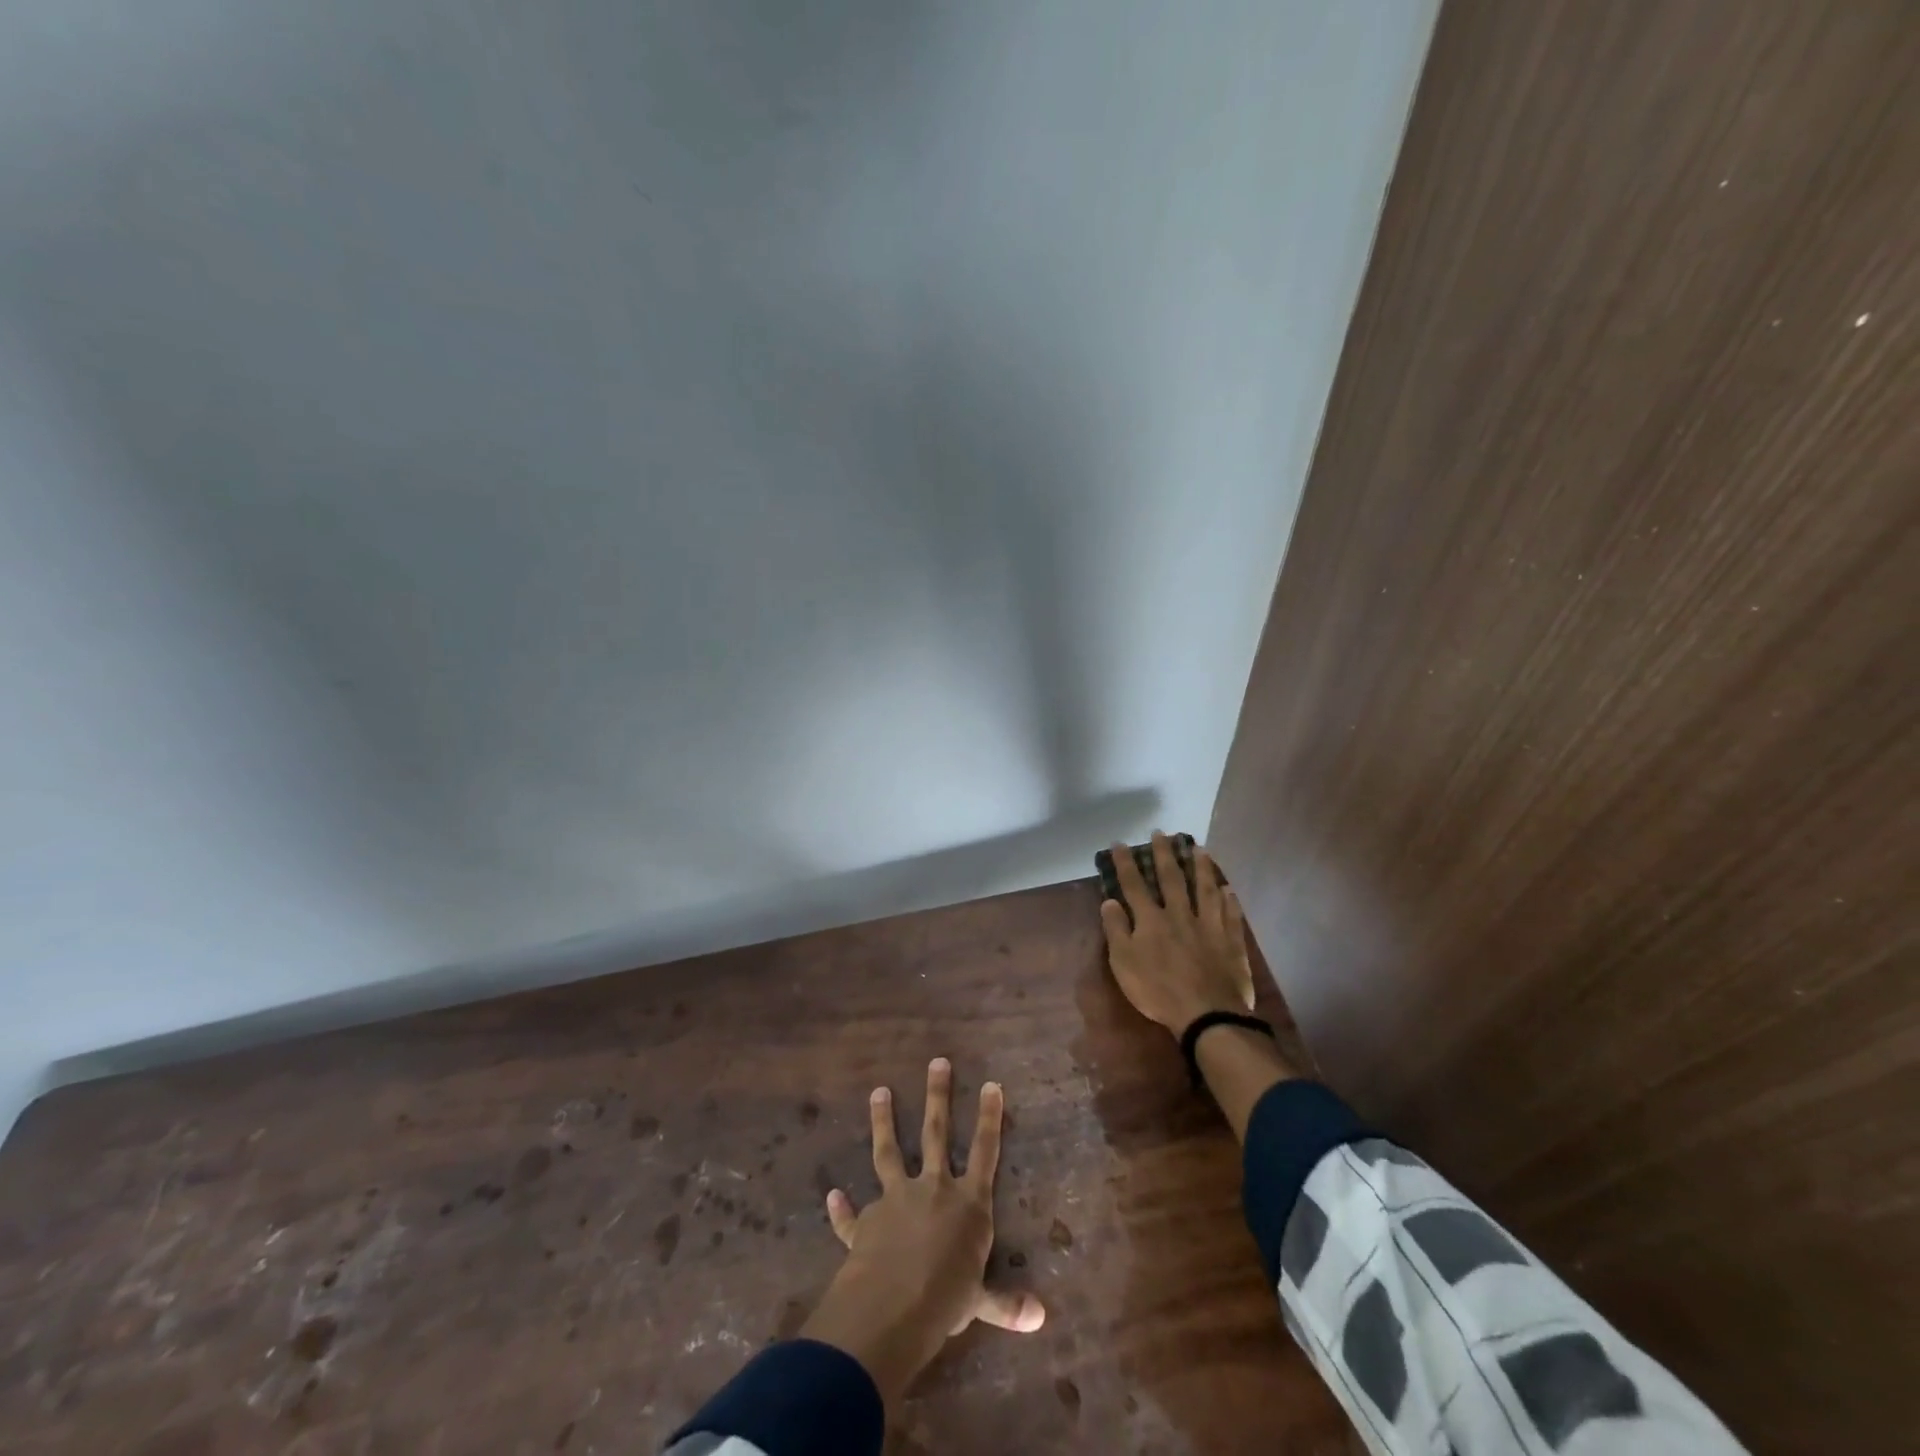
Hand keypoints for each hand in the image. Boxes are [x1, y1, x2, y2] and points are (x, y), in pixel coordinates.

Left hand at [800, 1058, 1043, 1406]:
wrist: (892, 1307)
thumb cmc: (946, 1299)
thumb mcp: (981, 1301)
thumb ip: (1006, 1303)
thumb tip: (1040, 1318)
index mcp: (967, 1203)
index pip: (985, 1152)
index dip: (989, 1118)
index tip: (991, 1084)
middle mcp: (933, 1189)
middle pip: (937, 1133)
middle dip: (938, 1096)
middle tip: (937, 1062)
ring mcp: (896, 1199)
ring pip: (889, 1151)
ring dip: (883, 1120)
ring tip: (878, 1091)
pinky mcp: (867, 1221)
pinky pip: (852, 1215)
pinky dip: (842, 1208)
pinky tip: (832, 1195)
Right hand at [1100, 832, 1255, 1037]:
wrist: (1207, 1014)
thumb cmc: (1158, 991)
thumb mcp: (1123, 964)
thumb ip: (1116, 930)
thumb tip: (1109, 900)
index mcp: (1151, 920)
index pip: (1134, 885)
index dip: (1126, 863)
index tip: (1120, 842)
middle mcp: (1180, 914)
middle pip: (1172, 878)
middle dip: (1164, 854)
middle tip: (1162, 833)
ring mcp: (1209, 926)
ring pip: (1206, 889)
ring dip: (1201, 867)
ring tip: (1199, 848)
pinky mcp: (1230, 942)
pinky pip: (1230, 915)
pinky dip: (1229, 901)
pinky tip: (1229, 889)